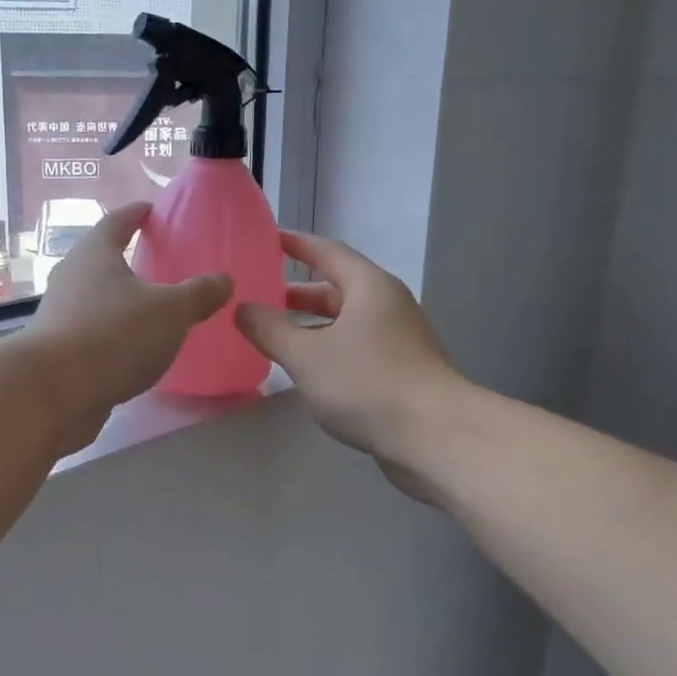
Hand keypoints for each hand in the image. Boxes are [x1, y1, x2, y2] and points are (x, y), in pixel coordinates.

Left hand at [28, 203, 232, 450]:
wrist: (54, 392)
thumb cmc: (114, 335)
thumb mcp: (171, 311)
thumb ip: (199, 294)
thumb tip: (224, 280)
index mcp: (95, 253)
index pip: (117, 221)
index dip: (136, 214)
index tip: (150, 209)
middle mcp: (71, 276)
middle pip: (100, 258)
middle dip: (126, 258)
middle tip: (156, 261)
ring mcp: (59, 314)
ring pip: (94, 297)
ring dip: (118, 299)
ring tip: (150, 309)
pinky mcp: (58, 350)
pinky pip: (92, 331)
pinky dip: (112, 333)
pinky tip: (133, 350)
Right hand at [234, 231, 460, 480]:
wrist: (435, 436)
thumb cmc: (366, 383)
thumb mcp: (306, 355)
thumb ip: (269, 329)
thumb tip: (241, 308)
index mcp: (368, 287)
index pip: (327, 252)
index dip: (296, 244)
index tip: (267, 240)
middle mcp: (387, 304)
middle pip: (337, 288)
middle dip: (298, 293)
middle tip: (260, 296)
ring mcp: (398, 338)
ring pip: (346, 321)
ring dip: (311, 325)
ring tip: (275, 335)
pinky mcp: (402, 369)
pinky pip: (356, 346)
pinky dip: (328, 348)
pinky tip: (307, 369)